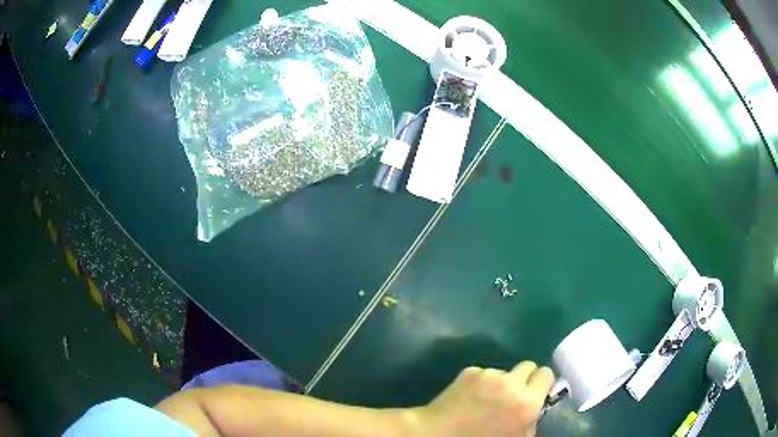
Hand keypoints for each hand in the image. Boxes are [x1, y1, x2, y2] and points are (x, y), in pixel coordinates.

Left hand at [408, 362, 554, 436]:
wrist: (439, 435)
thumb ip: (531, 421)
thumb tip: (535, 408)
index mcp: (527, 403)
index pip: (547, 374)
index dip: (542, 383)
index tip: (536, 391)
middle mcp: (511, 384)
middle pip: (529, 365)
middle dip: (524, 378)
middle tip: (514, 392)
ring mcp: (489, 375)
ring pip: (505, 371)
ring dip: (501, 381)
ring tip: (486, 399)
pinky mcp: (470, 371)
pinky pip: (484, 373)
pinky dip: (481, 382)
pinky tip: (470, 397)